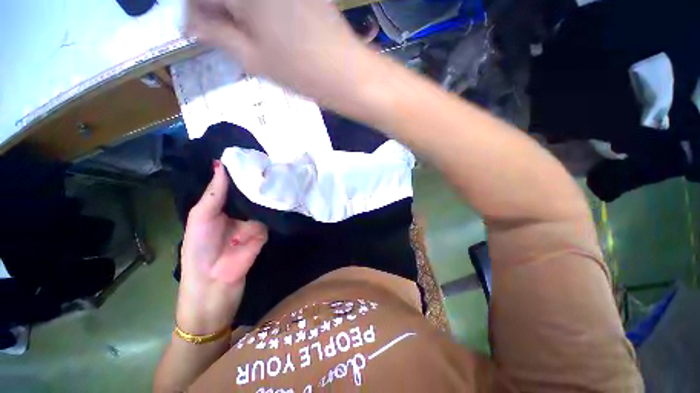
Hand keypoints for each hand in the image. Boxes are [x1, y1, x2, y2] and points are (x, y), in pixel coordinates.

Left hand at [177, 160, 267, 333]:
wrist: (215, 283)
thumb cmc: (198, 249)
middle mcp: (238, 210)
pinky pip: (270, 215)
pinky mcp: (265, 230)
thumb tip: (221, 163)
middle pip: (249, 191)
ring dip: (267, 190)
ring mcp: (253, 220)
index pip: (232, 183)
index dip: (239, 169)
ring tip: (277, 169)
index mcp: (219, 205)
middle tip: (268, 157)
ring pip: (261, 201)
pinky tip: (281, 191)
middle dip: (257, 177)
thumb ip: (215, 192)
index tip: (249, 151)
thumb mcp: (201, 217)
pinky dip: (274, 206)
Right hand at [185, 0, 370, 102]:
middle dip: (219, 9)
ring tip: (248, 34)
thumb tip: (191, 23)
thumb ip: (216, 34)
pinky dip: (260, 10)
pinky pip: (269, 2)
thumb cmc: (301, 72)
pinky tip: (267, 27)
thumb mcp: (252, 58)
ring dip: (239, 9)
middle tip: (223, 33)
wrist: (346, 73)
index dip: (196, 10)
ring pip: (248, 0)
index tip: (198, 29)